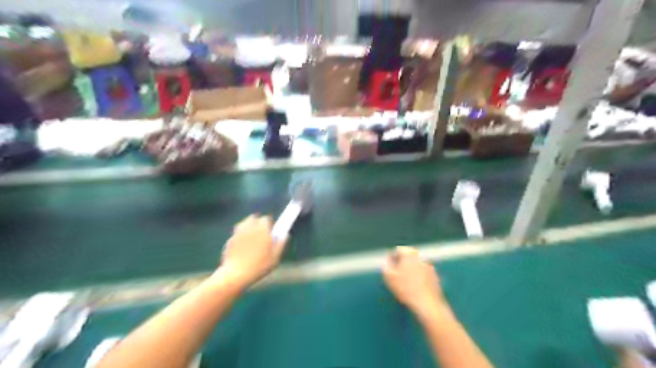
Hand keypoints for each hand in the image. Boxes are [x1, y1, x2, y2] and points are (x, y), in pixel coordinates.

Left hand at [215, 216, 287, 290]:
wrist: (235, 274)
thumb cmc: (258, 267)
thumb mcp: (275, 258)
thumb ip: (281, 244)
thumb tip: (285, 235)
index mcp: (261, 229)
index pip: (266, 219)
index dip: (269, 224)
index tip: (271, 230)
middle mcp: (249, 228)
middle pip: (254, 218)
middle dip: (258, 223)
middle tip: (262, 234)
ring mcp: (237, 233)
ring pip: (244, 224)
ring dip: (249, 228)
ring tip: (252, 239)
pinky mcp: (230, 240)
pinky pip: (237, 234)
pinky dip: (241, 237)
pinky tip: (243, 248)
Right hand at [383, 247, 447, 318]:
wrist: (427, 303)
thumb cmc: (406, 288)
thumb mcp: (389, 277)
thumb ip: (386, 265)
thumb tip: (387, 261)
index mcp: (410, 253)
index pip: (398, 250)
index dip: (391, 259)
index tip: (388, 268)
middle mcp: (421, 256)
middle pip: (408, 256)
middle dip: (401, 263)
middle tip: (396, 274)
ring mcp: (430, 265)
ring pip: (416, 264)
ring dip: (410, 269)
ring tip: (405, 281)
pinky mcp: (435, 275)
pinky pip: (423, 272)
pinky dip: (418, 276)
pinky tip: (414, 286)